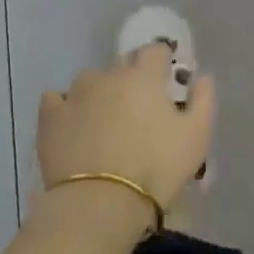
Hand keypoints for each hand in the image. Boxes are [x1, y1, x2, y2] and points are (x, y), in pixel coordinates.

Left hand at [37, 44, 215, 216]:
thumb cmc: (156, 169)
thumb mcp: (196, 138)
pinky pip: (56, 100)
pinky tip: (71, 127)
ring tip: (103, 125)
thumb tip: (202, 77)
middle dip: (131, 80)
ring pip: (90, 82)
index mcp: (144, 77)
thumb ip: (203, 101)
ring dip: (99, 94)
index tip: (164, 83)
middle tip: (137, 111)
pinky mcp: (50, 115)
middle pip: (122, 65)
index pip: (155, 51)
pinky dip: (64, 109)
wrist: (100, 202)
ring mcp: (76, 93)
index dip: (161, 64)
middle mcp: (108, 75)